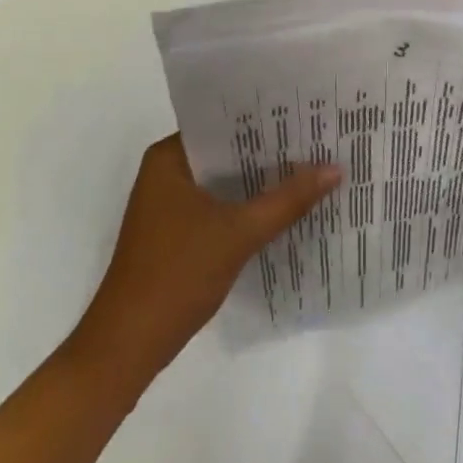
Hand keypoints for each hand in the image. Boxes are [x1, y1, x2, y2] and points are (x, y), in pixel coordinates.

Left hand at [68, 134, 339, 394]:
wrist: (127, 347)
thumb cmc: (176, 274)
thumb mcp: (239, 233)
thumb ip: (287, 200)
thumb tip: (335, 168)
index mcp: (168, 158)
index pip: (223, 124)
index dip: (265, 120)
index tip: (306, 115)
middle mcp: (165, 173)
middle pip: (226, 154)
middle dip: (269, 153)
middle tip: (319, 141)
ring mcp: (168, 206)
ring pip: (224, 183)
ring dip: (259, 183)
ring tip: (311, 170)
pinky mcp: (176, 235)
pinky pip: (218, 208)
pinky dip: (246, 209)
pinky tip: (284, 211)